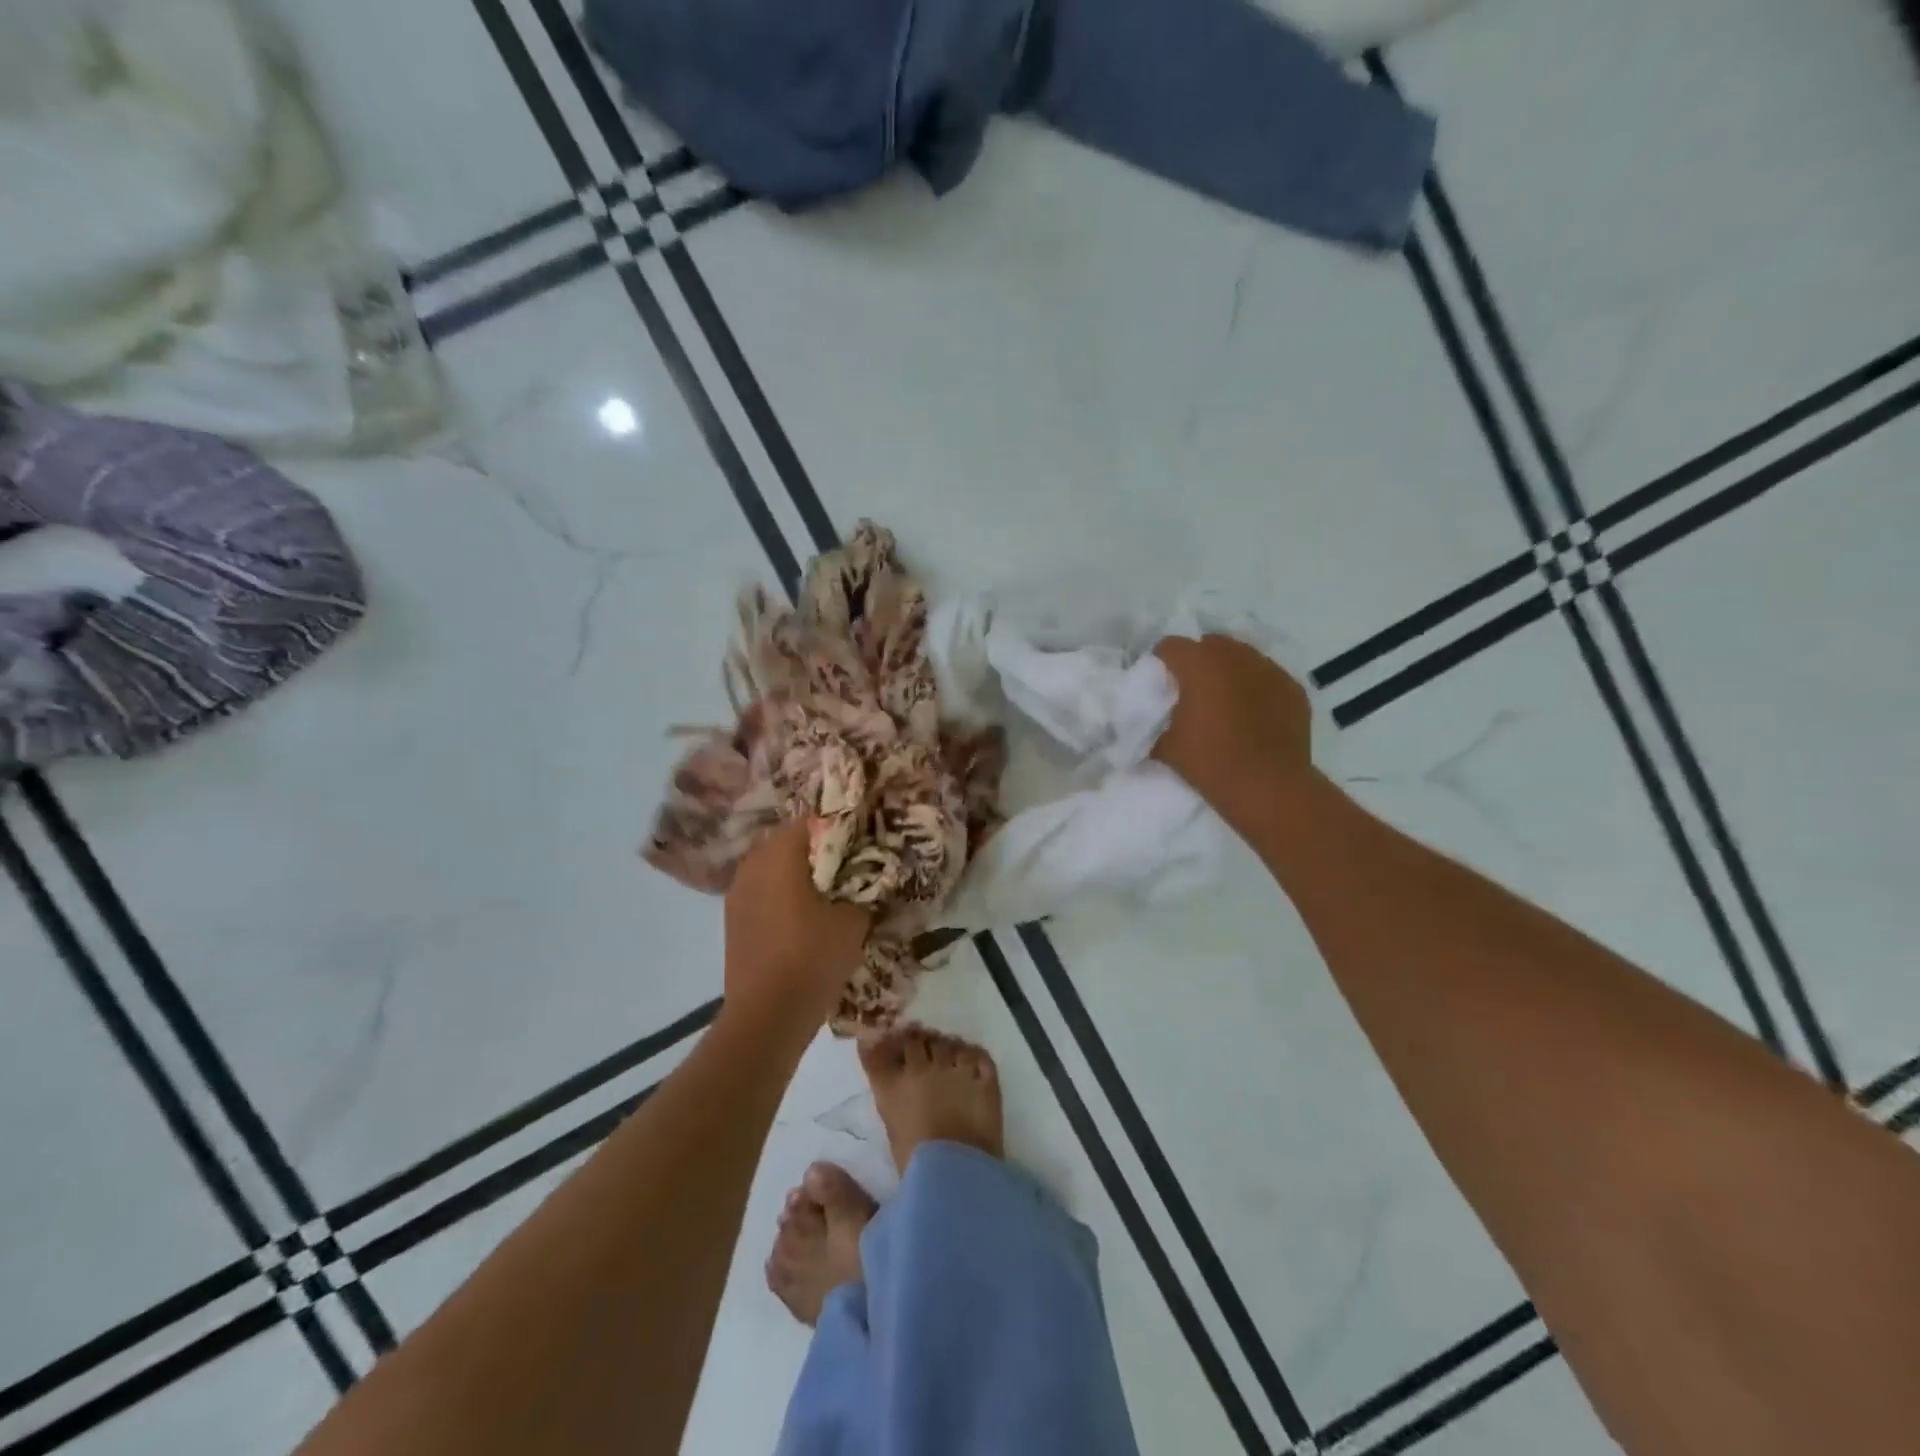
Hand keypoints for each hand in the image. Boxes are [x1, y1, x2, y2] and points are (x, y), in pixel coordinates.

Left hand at [723, 820, 870, 1028]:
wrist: (767, 1016)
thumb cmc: (813, 956)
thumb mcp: (854, 917)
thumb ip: (865, 886)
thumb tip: (870, 874)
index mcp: (780, 852)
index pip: (814, 820)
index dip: (842, 828)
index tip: (865, 842)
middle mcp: (753, 862)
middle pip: (791, 842)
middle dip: (821, 851)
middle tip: (852, 867)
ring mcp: (737, 891)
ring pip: (775, 867)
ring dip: (800, 873)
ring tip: (831, 892)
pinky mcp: (733, 918)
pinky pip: (764, 892)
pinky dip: (784, 895)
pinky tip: (806, 916)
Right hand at [1152, 634, 1313, 817]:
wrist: (1268, 787)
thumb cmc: (1210, 762)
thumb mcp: (1165, 746)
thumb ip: (1156, 722)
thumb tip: (1153, 721)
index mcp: (1199, 664)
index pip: (1170, 646)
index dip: (1161, 662)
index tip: (1160, 684)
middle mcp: (1235, 656)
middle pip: (1209, 644)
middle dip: (1197, 661)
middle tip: (1192, 692)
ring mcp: (1269, 669)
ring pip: (1241, 657)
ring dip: (1228, 671)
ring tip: (1225, 701)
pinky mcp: (1292, 688)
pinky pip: (1266, 677)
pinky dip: (1256, 688)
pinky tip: (1253, 715)